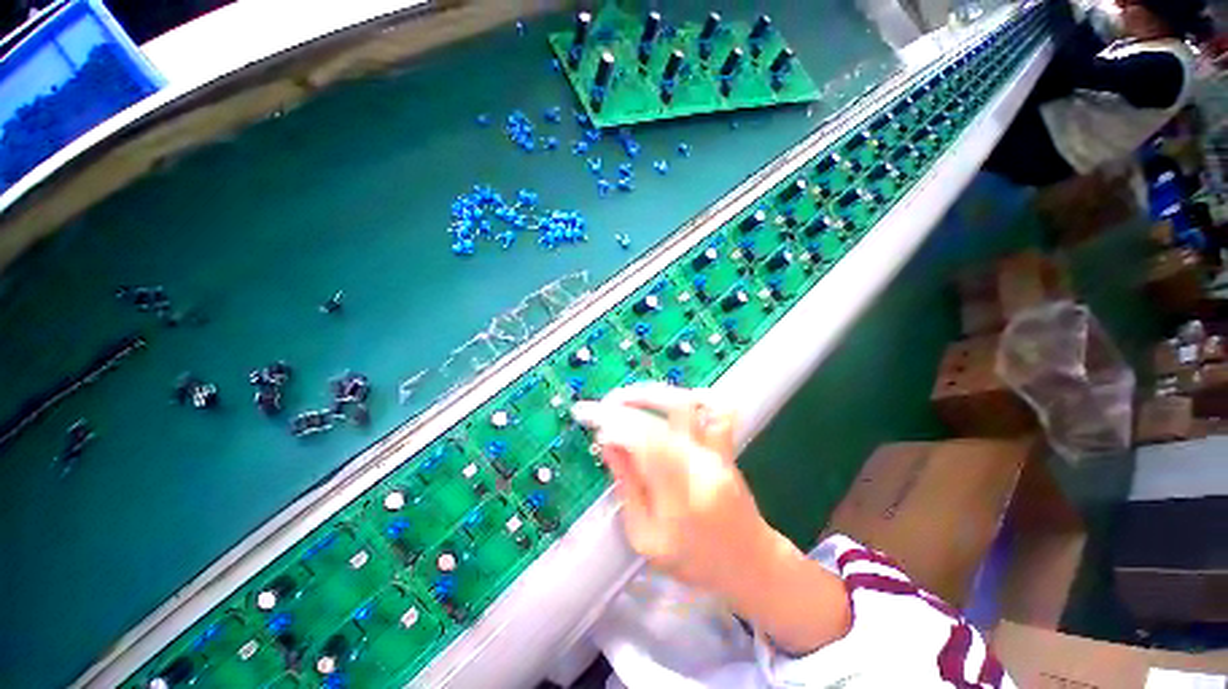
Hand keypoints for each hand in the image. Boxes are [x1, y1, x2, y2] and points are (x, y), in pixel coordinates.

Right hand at [572, 383, 773, 598]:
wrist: (750, 563)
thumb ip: (627, 487)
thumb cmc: (694, 561)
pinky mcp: (725, 447)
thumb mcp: (646, 538)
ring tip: (627, 397)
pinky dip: (695, 397)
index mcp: (679, 496)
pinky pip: (717, 410)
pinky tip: (671, 400)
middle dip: (631, 401)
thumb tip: (608, 443)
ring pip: (690, 405)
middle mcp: (702, 465)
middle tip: (605, 404)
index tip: (590, 417)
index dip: (616, 422)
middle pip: (669, 413)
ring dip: (654, 393)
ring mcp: (717, 452)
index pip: (647, 441)